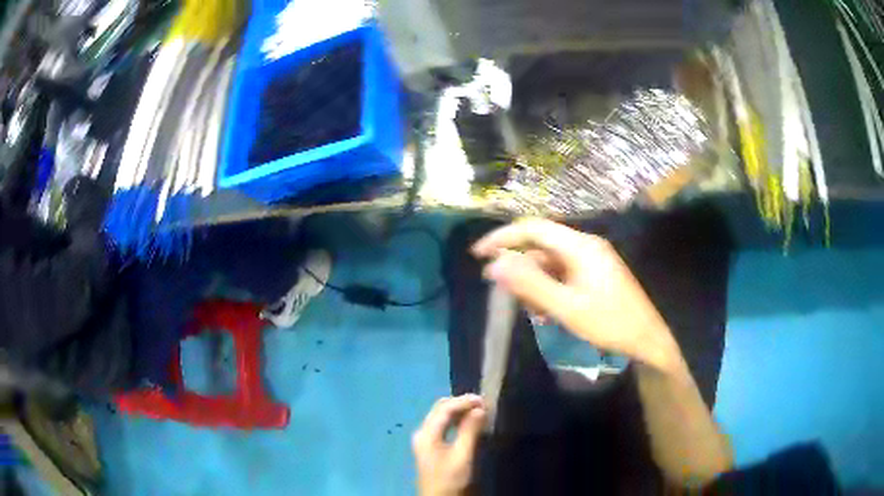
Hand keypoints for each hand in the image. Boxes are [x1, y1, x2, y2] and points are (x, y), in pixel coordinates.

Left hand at [412, 395, 486, 495]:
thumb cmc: (450, 478)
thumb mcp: (462, 456)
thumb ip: (469, 431)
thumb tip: (479, 409)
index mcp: (427, 433)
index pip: (445, 408)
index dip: (464, 401)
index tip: (484, 400)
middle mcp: (422, 432)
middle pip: (440, 409)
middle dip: (460, 403)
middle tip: (482, 404)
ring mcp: (424, 439)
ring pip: (440, 416)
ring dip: (458, 411)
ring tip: (478, 411)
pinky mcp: (430, 446)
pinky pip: (442, 425)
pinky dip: (455, 420)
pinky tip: (468, 423)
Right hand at [472, 218, 679, 371]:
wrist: (647, 339)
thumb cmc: (609, 323)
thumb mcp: (566, 307)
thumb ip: (531, 285)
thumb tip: (494, 265)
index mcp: (579, 246)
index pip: (533, 228)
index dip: (503, 238)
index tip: (478, 254)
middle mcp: (585, 246)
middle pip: (541, 245)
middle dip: (520, 267)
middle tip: (504, 293)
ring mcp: (591, 260)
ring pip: (550, 262)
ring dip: (535, 282)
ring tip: (533, 311)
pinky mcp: (594, 274)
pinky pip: (563, 274)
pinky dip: (549, 288)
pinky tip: (547, 311)